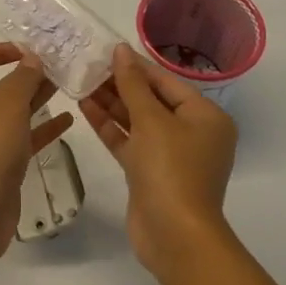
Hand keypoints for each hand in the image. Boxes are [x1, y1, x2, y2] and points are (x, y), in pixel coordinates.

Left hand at [0, 43, 74, 272]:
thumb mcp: (5, 106)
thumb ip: (22, 78)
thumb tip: (33, 59)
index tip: (29, 50)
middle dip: (26, 74)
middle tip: (60, 65)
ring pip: (13, 112)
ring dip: (38, 98)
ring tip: (69, 85)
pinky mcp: (1, 165)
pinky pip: (23, 138)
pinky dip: (43, 128)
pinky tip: (69, 120)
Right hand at [79, 45, 238, 278]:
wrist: (174, 235)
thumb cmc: (170, 169)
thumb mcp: (151, 120)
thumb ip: (132, 84)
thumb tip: (121, 50)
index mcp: (206, 116)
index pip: (166, 81)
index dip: (136, 65)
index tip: (106, 49)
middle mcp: (192, 133)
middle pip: (152, 100)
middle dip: (120, 84)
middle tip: (87, 65)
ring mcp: (171, 155)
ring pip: (138, 121)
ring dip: (111, 104)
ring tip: (80, 82)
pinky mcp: (150, 173)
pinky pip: (130, 142)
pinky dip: (110, 127)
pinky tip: (85, 108)